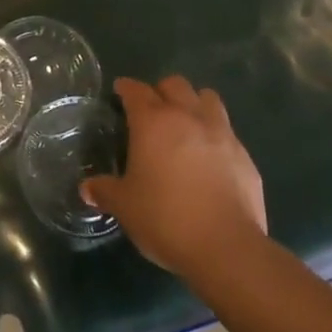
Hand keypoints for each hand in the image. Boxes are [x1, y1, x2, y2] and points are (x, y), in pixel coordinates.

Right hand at [82, 76, 266, 282]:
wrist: (226, 247)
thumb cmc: (165, 218)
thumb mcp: (125, 207)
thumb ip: (105, 191)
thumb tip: (86, 189)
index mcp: (153, 122)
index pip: (136, 90)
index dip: (126, 88)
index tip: (120, 92)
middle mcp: (187, 116)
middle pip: (175, 84)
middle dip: (161, 91)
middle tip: (152, 111)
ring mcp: (221, 133)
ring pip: (208, 98)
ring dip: (194, 104)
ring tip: (186, 124)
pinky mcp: (244, 156)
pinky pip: (228, 131)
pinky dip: (216, 136)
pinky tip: (210, 159)